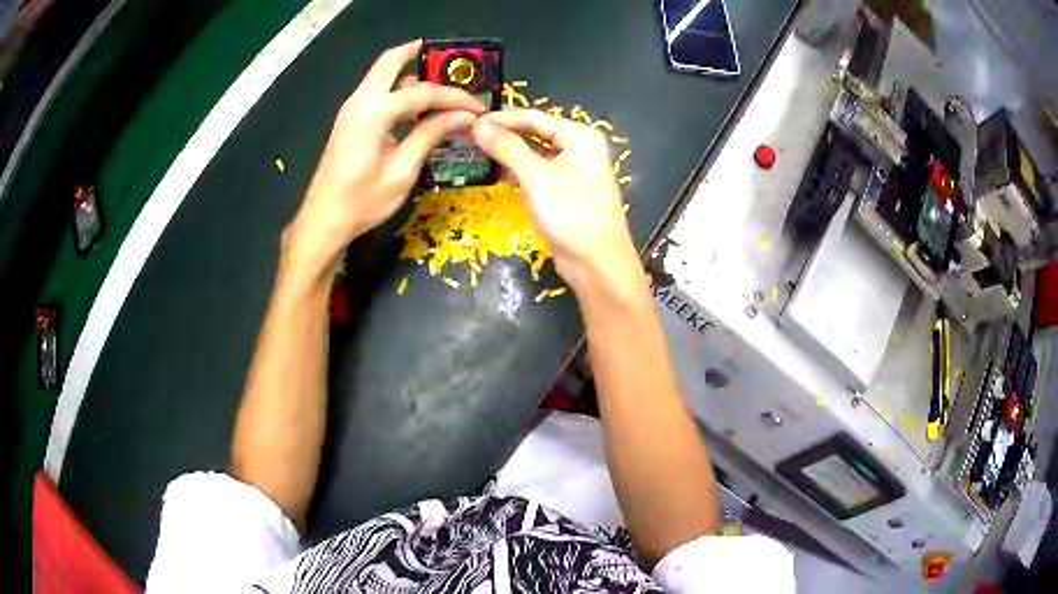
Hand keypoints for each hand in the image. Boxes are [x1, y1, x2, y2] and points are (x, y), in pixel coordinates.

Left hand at [285, 40, 486, 280]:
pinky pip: (376, 92)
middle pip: (390, 62)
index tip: (478, 106)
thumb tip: (464, 116)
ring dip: (409, 72)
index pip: (422, 91)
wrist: (322, 221)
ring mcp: (351, 110)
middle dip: (419, 54)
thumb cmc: (362, 202)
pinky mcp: (349, 121)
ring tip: (441, 83)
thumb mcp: (402, 171)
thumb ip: (430, 135)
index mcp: (374, 113)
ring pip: (381, 75)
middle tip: (449, 60)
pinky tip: (417, 106)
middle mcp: (360, 101)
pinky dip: (397, 89)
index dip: (454, 96)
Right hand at [472, 110, 641, 294]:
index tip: (469, 121)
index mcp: (579, 136)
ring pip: (534, 152)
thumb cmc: (571, 215)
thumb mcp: (536, 178)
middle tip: (468, 135)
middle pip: (534, 132)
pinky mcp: (565, 190)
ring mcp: (573, 169)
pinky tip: (495, 170)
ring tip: (475, 149)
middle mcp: (578, 146)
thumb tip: (478, 125)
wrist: (597, 263)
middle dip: (503, 134)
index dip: (500, 118)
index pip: (533, 117)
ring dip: (508, 152)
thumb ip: (507, 148)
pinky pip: (537, 171)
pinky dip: (518, 170)